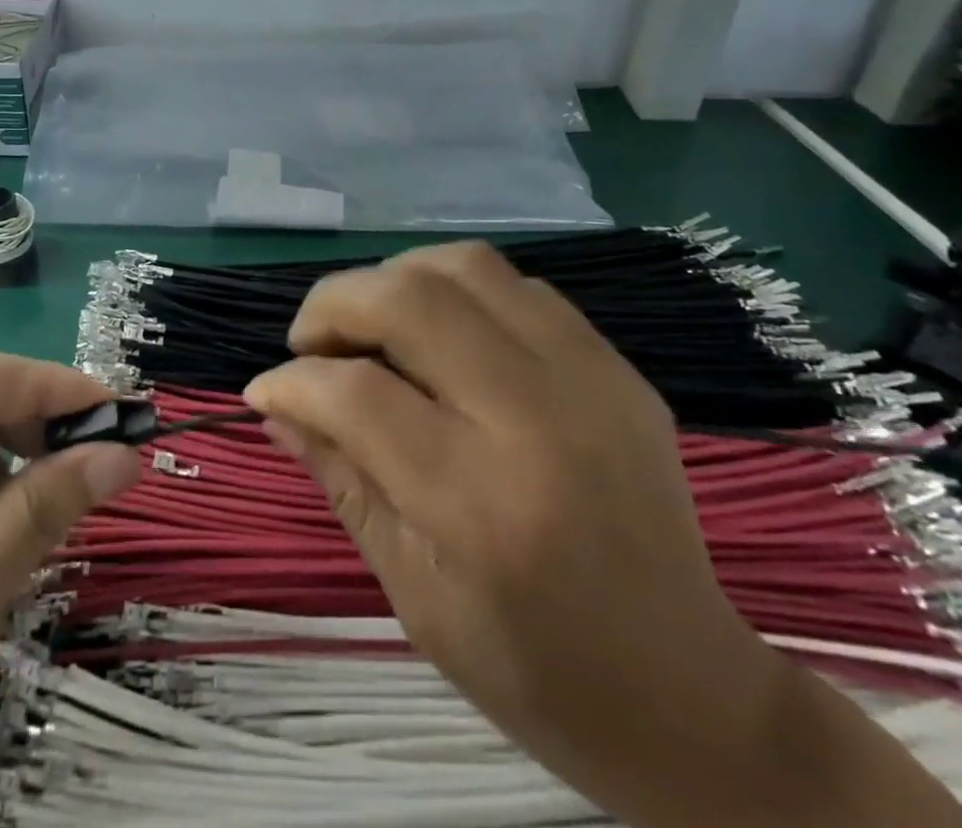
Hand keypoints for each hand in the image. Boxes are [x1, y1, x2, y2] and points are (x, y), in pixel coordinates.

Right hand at [245, 242, 961, 827]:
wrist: (694, 695)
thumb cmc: (534, 671)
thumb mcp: (412, 593)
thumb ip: (341, 478)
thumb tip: (276, 400)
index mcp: (480, 506)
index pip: (356, 395)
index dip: (292, 380)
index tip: (267, 388)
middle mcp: (537, 421)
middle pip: (408, 300)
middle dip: (332, 304)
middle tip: (310, 342)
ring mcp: (588, 380)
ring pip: (463, 266)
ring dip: (394, 279)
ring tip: (371, 325)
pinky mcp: (616, 366)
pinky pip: (515, 285)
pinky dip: (455, 290)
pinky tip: (441, 336)